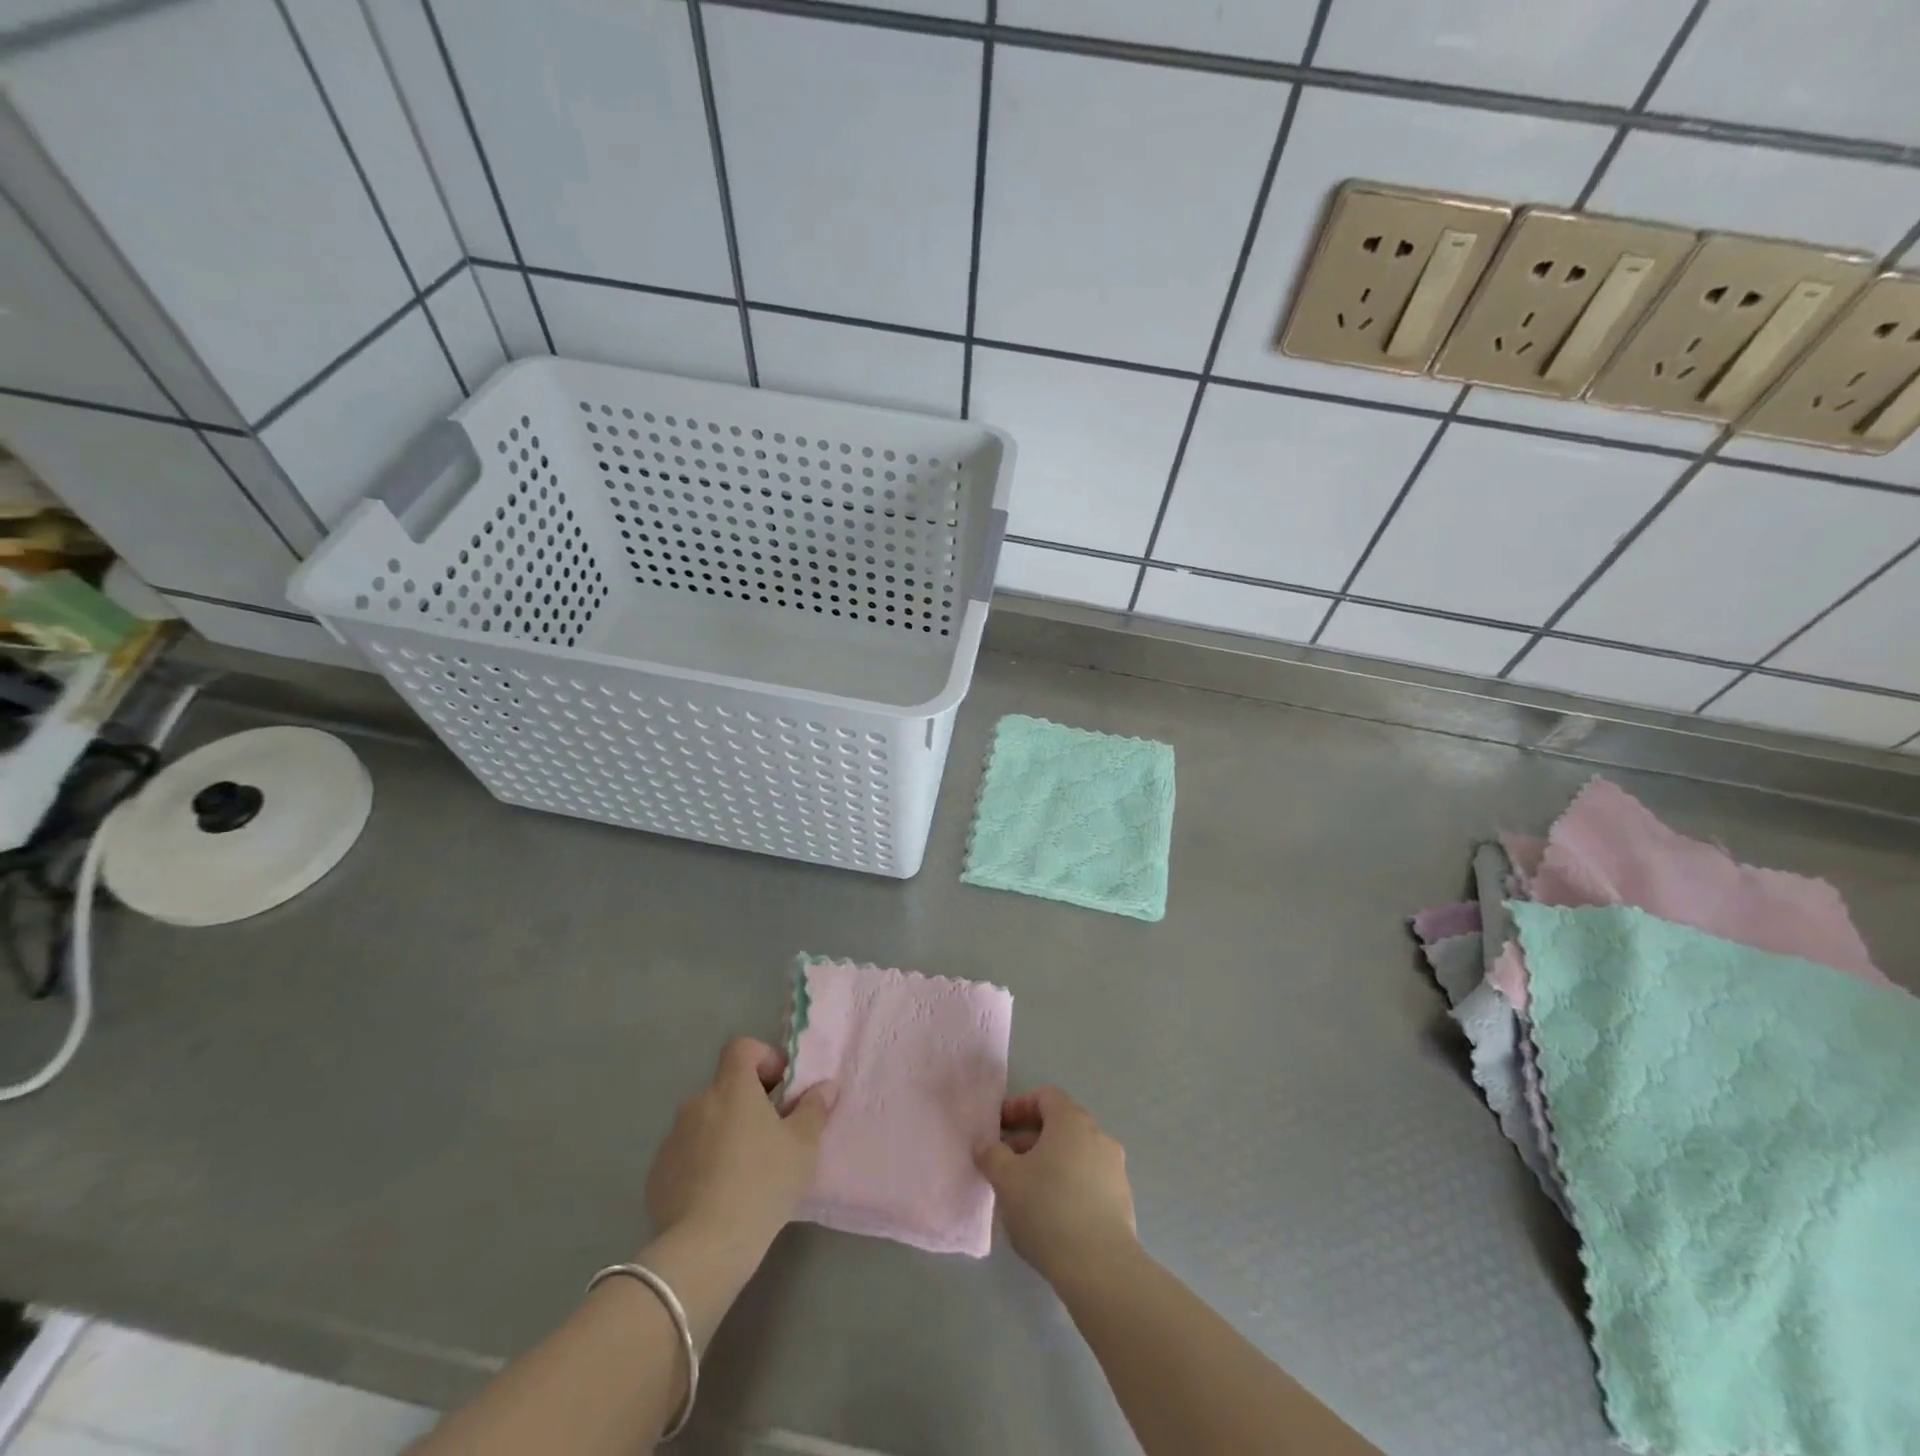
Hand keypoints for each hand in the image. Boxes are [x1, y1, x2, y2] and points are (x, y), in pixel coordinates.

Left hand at [646, 1037, 836, 1255]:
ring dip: (723, 1134)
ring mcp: (672, 1139)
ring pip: (705, 1123)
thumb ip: (814, 1109)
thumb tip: (824, 1086)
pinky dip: (702, 1164)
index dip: (763, 1058)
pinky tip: (717, 1196)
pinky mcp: (657, 1175)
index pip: (741, 1048)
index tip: (780, 1088)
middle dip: (747, 1104)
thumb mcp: (803, 1145)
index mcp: (732, 1087)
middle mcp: (698, 1103)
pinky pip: (686, 1155)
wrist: (705, 1248)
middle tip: (770, 1136)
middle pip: (725, 1088)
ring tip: (744, 1172)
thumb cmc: (763, 1183)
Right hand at [976, 1086, 1137, 1285]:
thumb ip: (992, 1156)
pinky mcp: (1122, 1200)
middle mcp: (1098, 1136)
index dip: (1019, 1107)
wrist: (1100, 1267)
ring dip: (1048, 1165)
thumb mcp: (1006, 1180)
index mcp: (1072, 1121)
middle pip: (1060, 1125)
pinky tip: (1051, 1216)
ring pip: (1074, 1155)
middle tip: (1006, 1164)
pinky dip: (1068, 1186)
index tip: (999, 1129)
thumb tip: (987, 1147)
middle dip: (1030, 1140)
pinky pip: (1088, 1180)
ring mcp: (1114, 1169)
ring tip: (1025, 1194)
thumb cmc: (1047, 1209)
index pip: (1045, 1097)